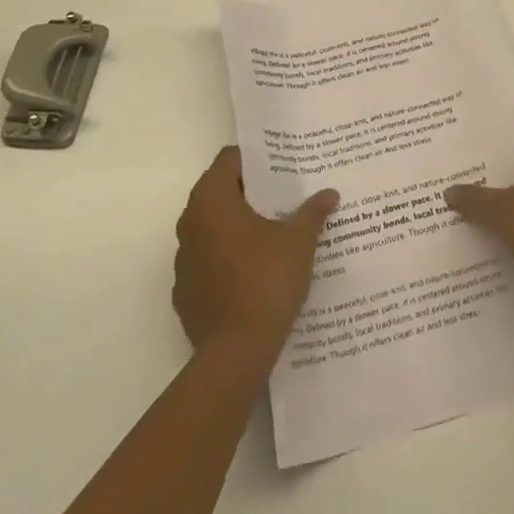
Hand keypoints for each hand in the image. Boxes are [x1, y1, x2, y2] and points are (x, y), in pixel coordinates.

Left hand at [173, 147, 338, 363]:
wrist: (236, 354)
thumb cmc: (266, 281)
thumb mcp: (299, 241)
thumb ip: (312, 212)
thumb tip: (329, 193)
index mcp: (211, 200)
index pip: (229, 160)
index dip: (256, 160)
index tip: (282, 166)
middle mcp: (190, 223)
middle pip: (221, 192)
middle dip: (251, 193)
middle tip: (285, 195)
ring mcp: (184, 260)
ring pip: (214, 228)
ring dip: (239, 226)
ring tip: (275, 232)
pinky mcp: (185, 292)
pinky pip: (209, 261)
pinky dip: (229, 259)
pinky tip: (257, 271)